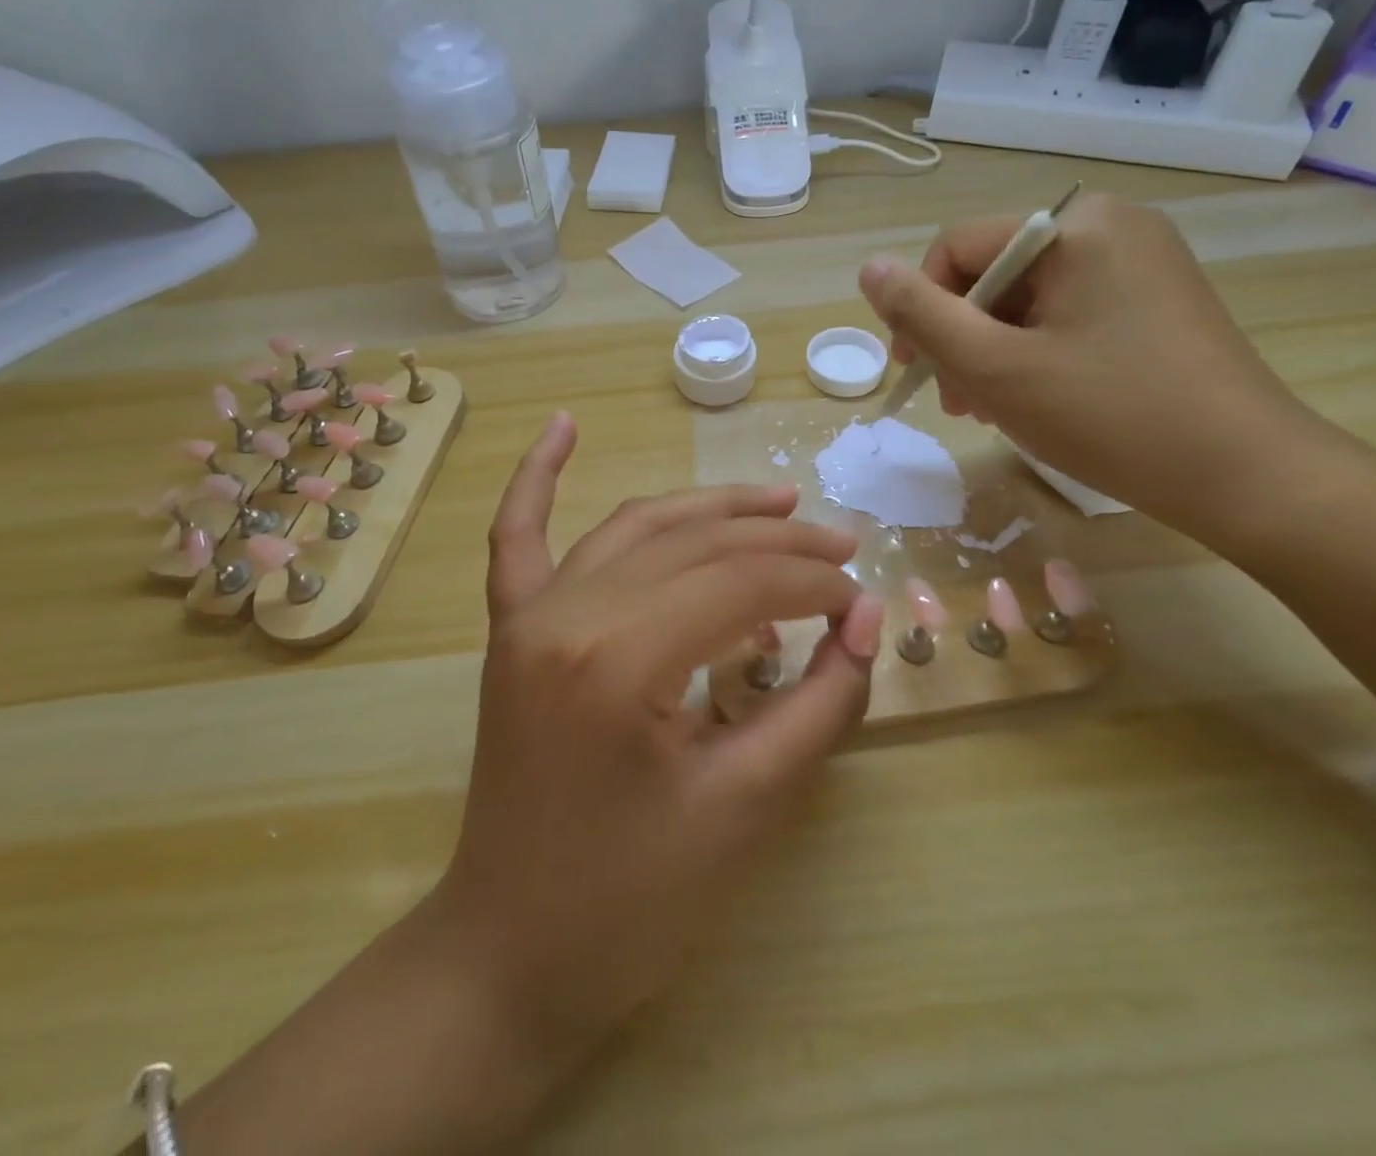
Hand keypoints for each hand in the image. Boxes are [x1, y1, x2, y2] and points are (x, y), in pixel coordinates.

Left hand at [433, 412, 883, 1060]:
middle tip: (840, 546)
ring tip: (775, 503)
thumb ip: (818, 704)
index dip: (814, 585)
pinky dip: (537, 477)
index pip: (741, 585)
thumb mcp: (746, 807)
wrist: (512, 951)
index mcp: (616, 659)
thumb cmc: (633, 902)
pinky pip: (518, 537)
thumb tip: (864, 622)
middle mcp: (564, 612)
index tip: (862, 602)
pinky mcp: (511, 628)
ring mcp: (528, 614)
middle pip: (693, 545)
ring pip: (634, 527)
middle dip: (778, 542)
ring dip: (707, 508)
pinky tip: (561, 424)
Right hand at [858, 193, 1309, 532]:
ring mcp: (1139, 263)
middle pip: (994, 273)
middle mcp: (1111, 227)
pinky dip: (1034, 353)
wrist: (1245, 475)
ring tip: (987, 409)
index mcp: (1075, 226)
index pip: (958, 247)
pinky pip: (1066, 315)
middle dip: (961, 337)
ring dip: (992, 351)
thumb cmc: (1110, 416)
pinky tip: (1031, 399)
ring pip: (1027, 299)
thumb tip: (868, 267)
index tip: (915, 371)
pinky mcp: (1153, 300)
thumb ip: (923, 315)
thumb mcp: (996, 368)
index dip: (922, 308)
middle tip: (956, 402)